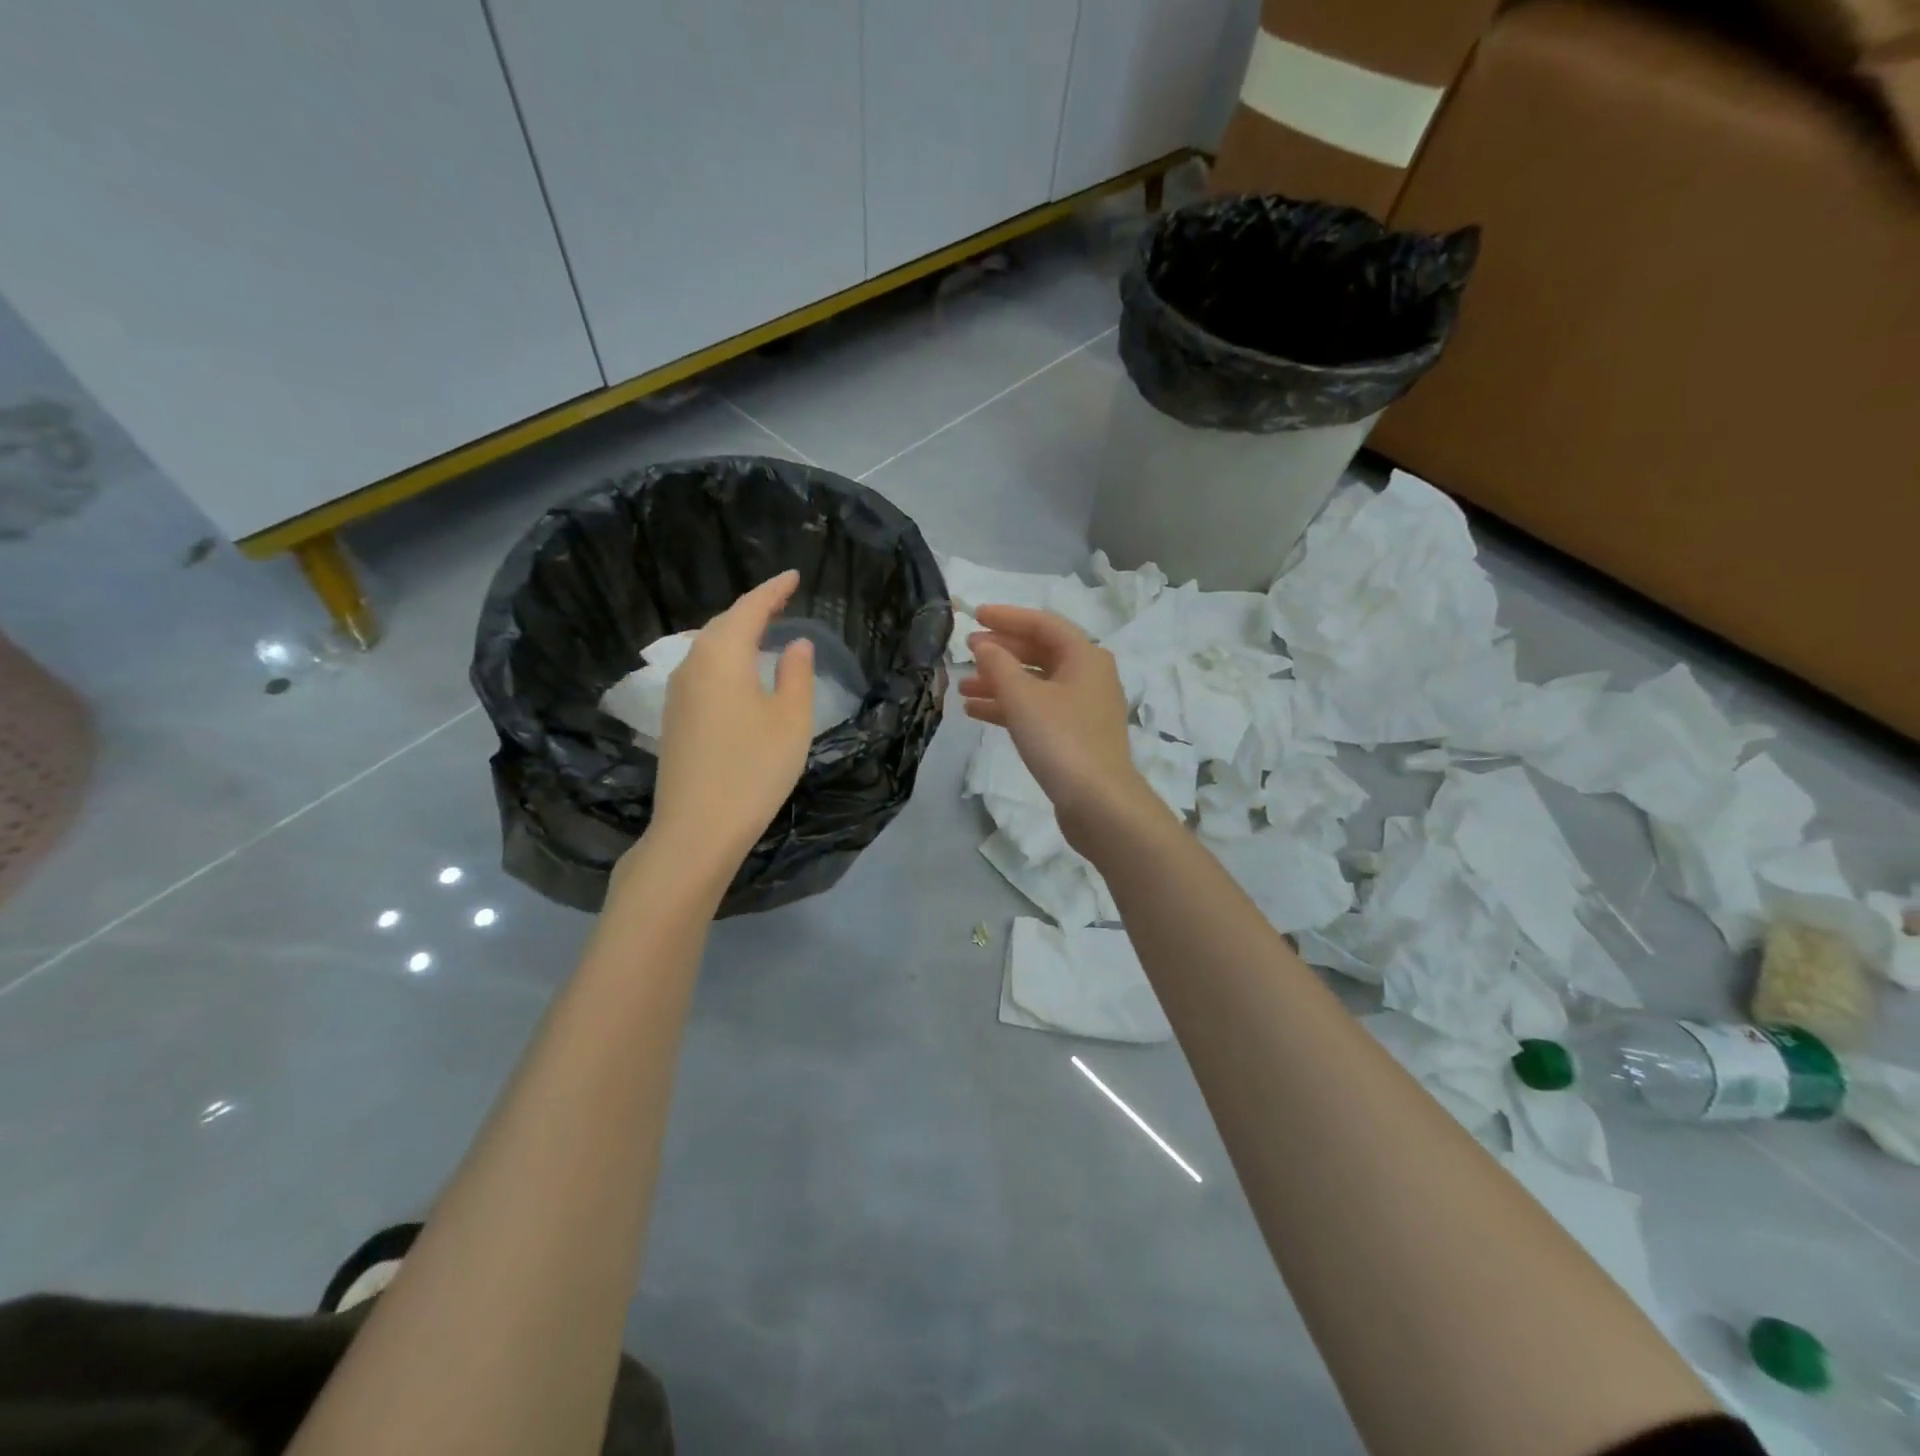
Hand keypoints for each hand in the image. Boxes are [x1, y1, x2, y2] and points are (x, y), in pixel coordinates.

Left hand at [645, 570, 815, 872]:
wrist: (697, 828)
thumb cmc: (753, 769)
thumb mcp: (791, 720)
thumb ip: (797, 675)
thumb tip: (796, 645)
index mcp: (722, 655)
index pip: (749, 608)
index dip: (773, 590)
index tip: (793, 575)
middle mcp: (692, 664)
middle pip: (723, 624)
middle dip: (753, 609)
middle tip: (782, 601)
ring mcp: (678, 693)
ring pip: (708, 648)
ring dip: (737, 634)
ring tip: (764, 632)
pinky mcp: (674, 719)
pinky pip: (703, 671)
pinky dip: (725, 660)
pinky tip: (740, 674)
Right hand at [959, 605, 1156, 848]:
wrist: (1099, 803)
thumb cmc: (1061, 740)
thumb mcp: (1023, 697)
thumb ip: (998, 665)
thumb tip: (983, 645)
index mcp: (1085, 656)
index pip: (1042, 624)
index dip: (1006, 617)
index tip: (974, 616)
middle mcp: (1088, 676)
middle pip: (1039, 652)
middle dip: (1000, 652)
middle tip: (966, 652)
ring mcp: (1083, 708)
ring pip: (1035, 684)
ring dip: (999, 682)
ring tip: (961, 688)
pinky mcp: (1074, 736)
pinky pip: (1037, 710)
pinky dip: (1009, 707)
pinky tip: (977, 712)